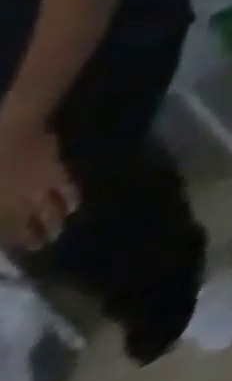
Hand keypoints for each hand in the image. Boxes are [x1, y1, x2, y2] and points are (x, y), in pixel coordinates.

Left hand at [0, 119, 79, 251]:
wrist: (14, 130)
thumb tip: (4, 218)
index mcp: (0, 204)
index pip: (10, 227)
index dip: (17, 239)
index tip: (26, 250)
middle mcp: (21, 198)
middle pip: (32, 219)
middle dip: (39, 233)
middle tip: (47, 244)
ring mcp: (41, 183)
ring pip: (52, 205)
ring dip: (57, 218)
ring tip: (62, 229)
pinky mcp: (55, 170)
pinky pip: (67, 186)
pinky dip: (72, 196)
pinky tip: (76, 205)